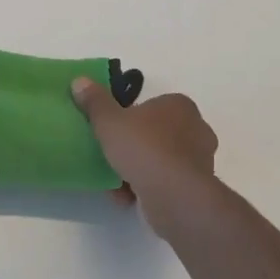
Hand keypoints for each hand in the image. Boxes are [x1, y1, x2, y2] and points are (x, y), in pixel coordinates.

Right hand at [71, 78, 219, 241]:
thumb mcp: (109, 120)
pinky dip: (146, 188)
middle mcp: (196, 129)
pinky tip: (126, 197)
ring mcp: (200, 160)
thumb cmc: (144, 148)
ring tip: (114, 182)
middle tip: (111, 154)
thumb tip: (80, 81)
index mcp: (179, 105)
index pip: (151, 105)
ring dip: (137, 170)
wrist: (175, 197)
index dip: (129, 116)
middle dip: (133, 145)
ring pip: (159, 160)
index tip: (112, 130)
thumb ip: (94, 101)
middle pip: (155, 133)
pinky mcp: (196, 188)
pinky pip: (165, 182)